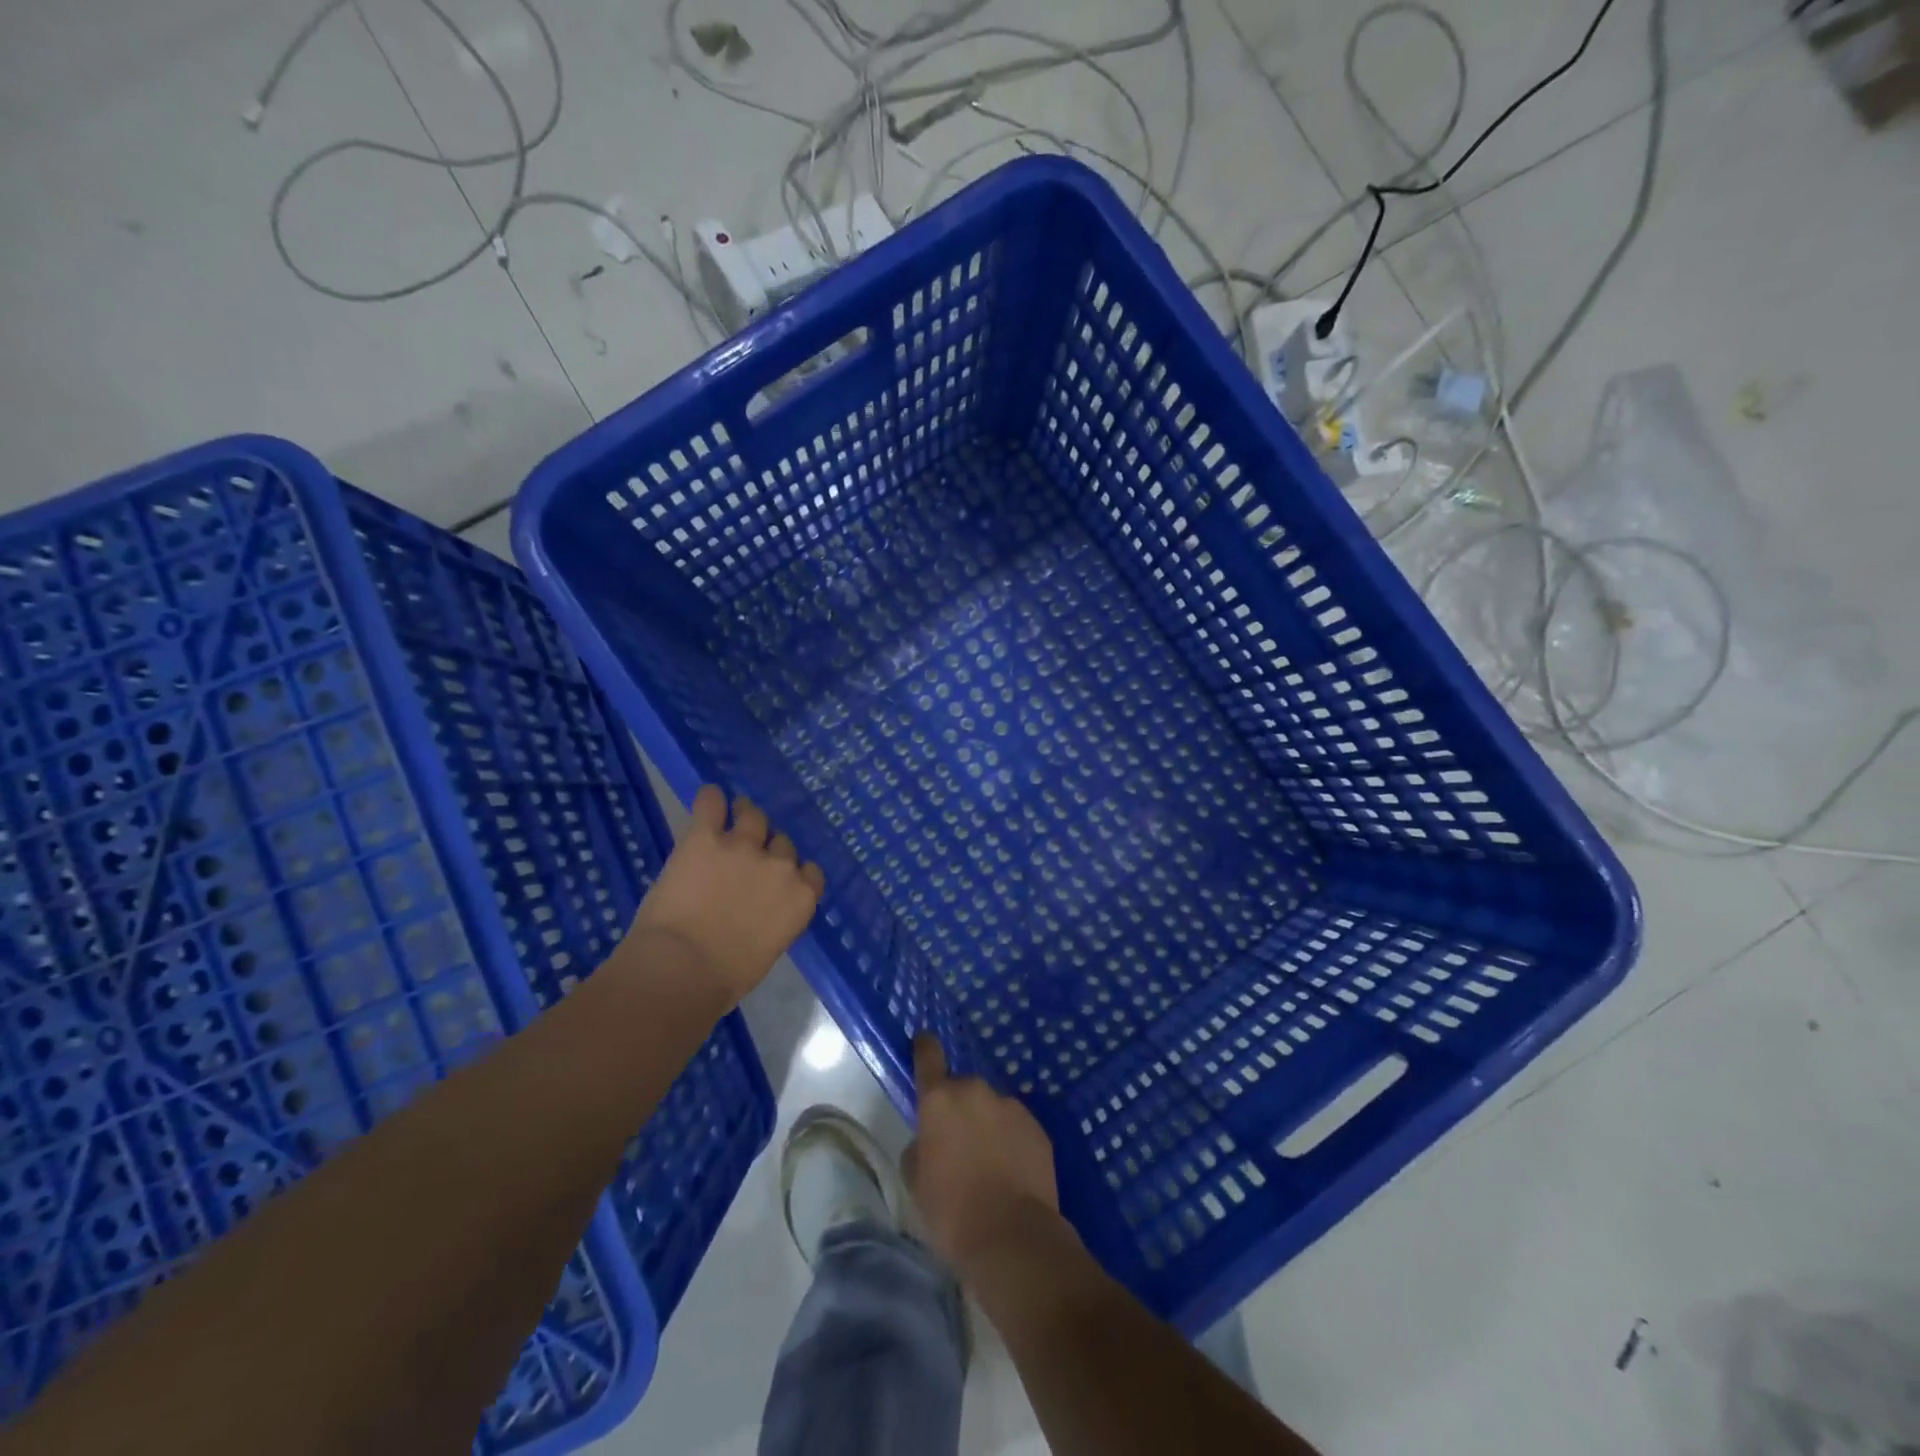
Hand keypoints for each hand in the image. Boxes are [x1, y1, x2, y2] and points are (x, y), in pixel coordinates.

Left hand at [625, 786, 824, 1009]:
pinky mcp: (705, 837)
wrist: (682, 970)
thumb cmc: (725, 978)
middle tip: (747, 856)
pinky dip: (711, 798)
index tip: (776, 879)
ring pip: (753, 815)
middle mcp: (780, 866)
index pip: (809, 871)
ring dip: (744, 816)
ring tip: (731, 818)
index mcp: (800, 899)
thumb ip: (772, 920)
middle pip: (782, 843)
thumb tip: (757, 913)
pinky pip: (712, 803)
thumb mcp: (767, 950)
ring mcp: (743, 846)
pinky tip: (709, 797)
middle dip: (767, 848)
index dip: (791, 872)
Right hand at [904, 1032, 1062, 1276]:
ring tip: (989, 1167)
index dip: (924, 1048)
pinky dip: (1012, 1143)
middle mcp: (976, 1091)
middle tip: (958, 1147)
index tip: (924, 1039)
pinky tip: (1012, 1175)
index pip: (928, 1057)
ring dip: (988, 1127)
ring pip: (992, 1110)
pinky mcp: (1038, 1127)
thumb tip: (930, 1140)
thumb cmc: (951, 1211)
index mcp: (940, 1100)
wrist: (1012, 1237)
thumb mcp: (916, 1181)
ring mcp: (1011, 1106)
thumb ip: (920, 1147)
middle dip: (960, 1110)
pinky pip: (1017, 1128)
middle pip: (963, 1090)